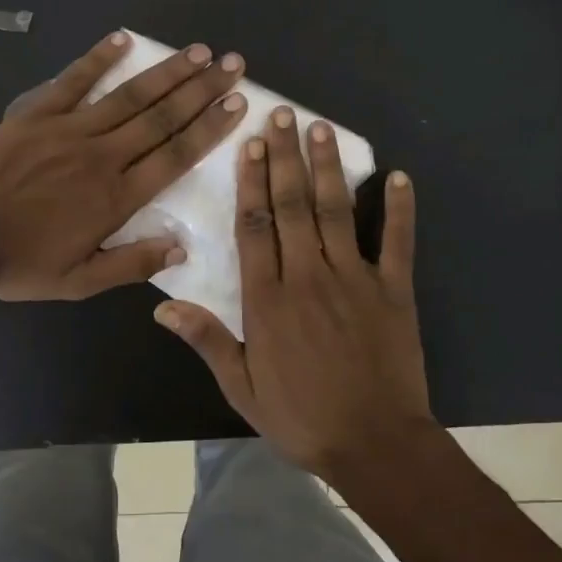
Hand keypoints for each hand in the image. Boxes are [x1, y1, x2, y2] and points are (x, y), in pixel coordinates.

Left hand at [0, 31, 247, 301]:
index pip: (176, 156)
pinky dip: (98, 59)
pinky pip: (73, 81)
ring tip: (198, 52)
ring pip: (129, 96)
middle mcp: (103, 156)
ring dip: (166, 72)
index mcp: (117, 198)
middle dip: (201, 90)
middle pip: (162, 118)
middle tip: (232, 64)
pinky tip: (123, 39)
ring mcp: (69, 130)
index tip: (238, 104)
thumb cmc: (19, 263)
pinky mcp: (37, 115)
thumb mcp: (78, 282)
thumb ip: (131, 265)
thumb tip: (181, 249)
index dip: (210, 128)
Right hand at [154, 108, 432, 481]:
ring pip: (337, 212)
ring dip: (328, 168)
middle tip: (281, 115)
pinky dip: (399, 208)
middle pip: (293, 206)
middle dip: (284, 158)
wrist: (375, 446)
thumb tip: (162, 305)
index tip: (248, 146)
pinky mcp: (394, 290)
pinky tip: (398, 176)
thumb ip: (207, 341)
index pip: (255, 228)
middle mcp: (308, 277)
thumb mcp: (243, 388)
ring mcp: (355, 279)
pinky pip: (396, 241)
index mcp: (269, 300)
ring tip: (320, 128)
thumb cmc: (302, 418)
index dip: (250, 183)